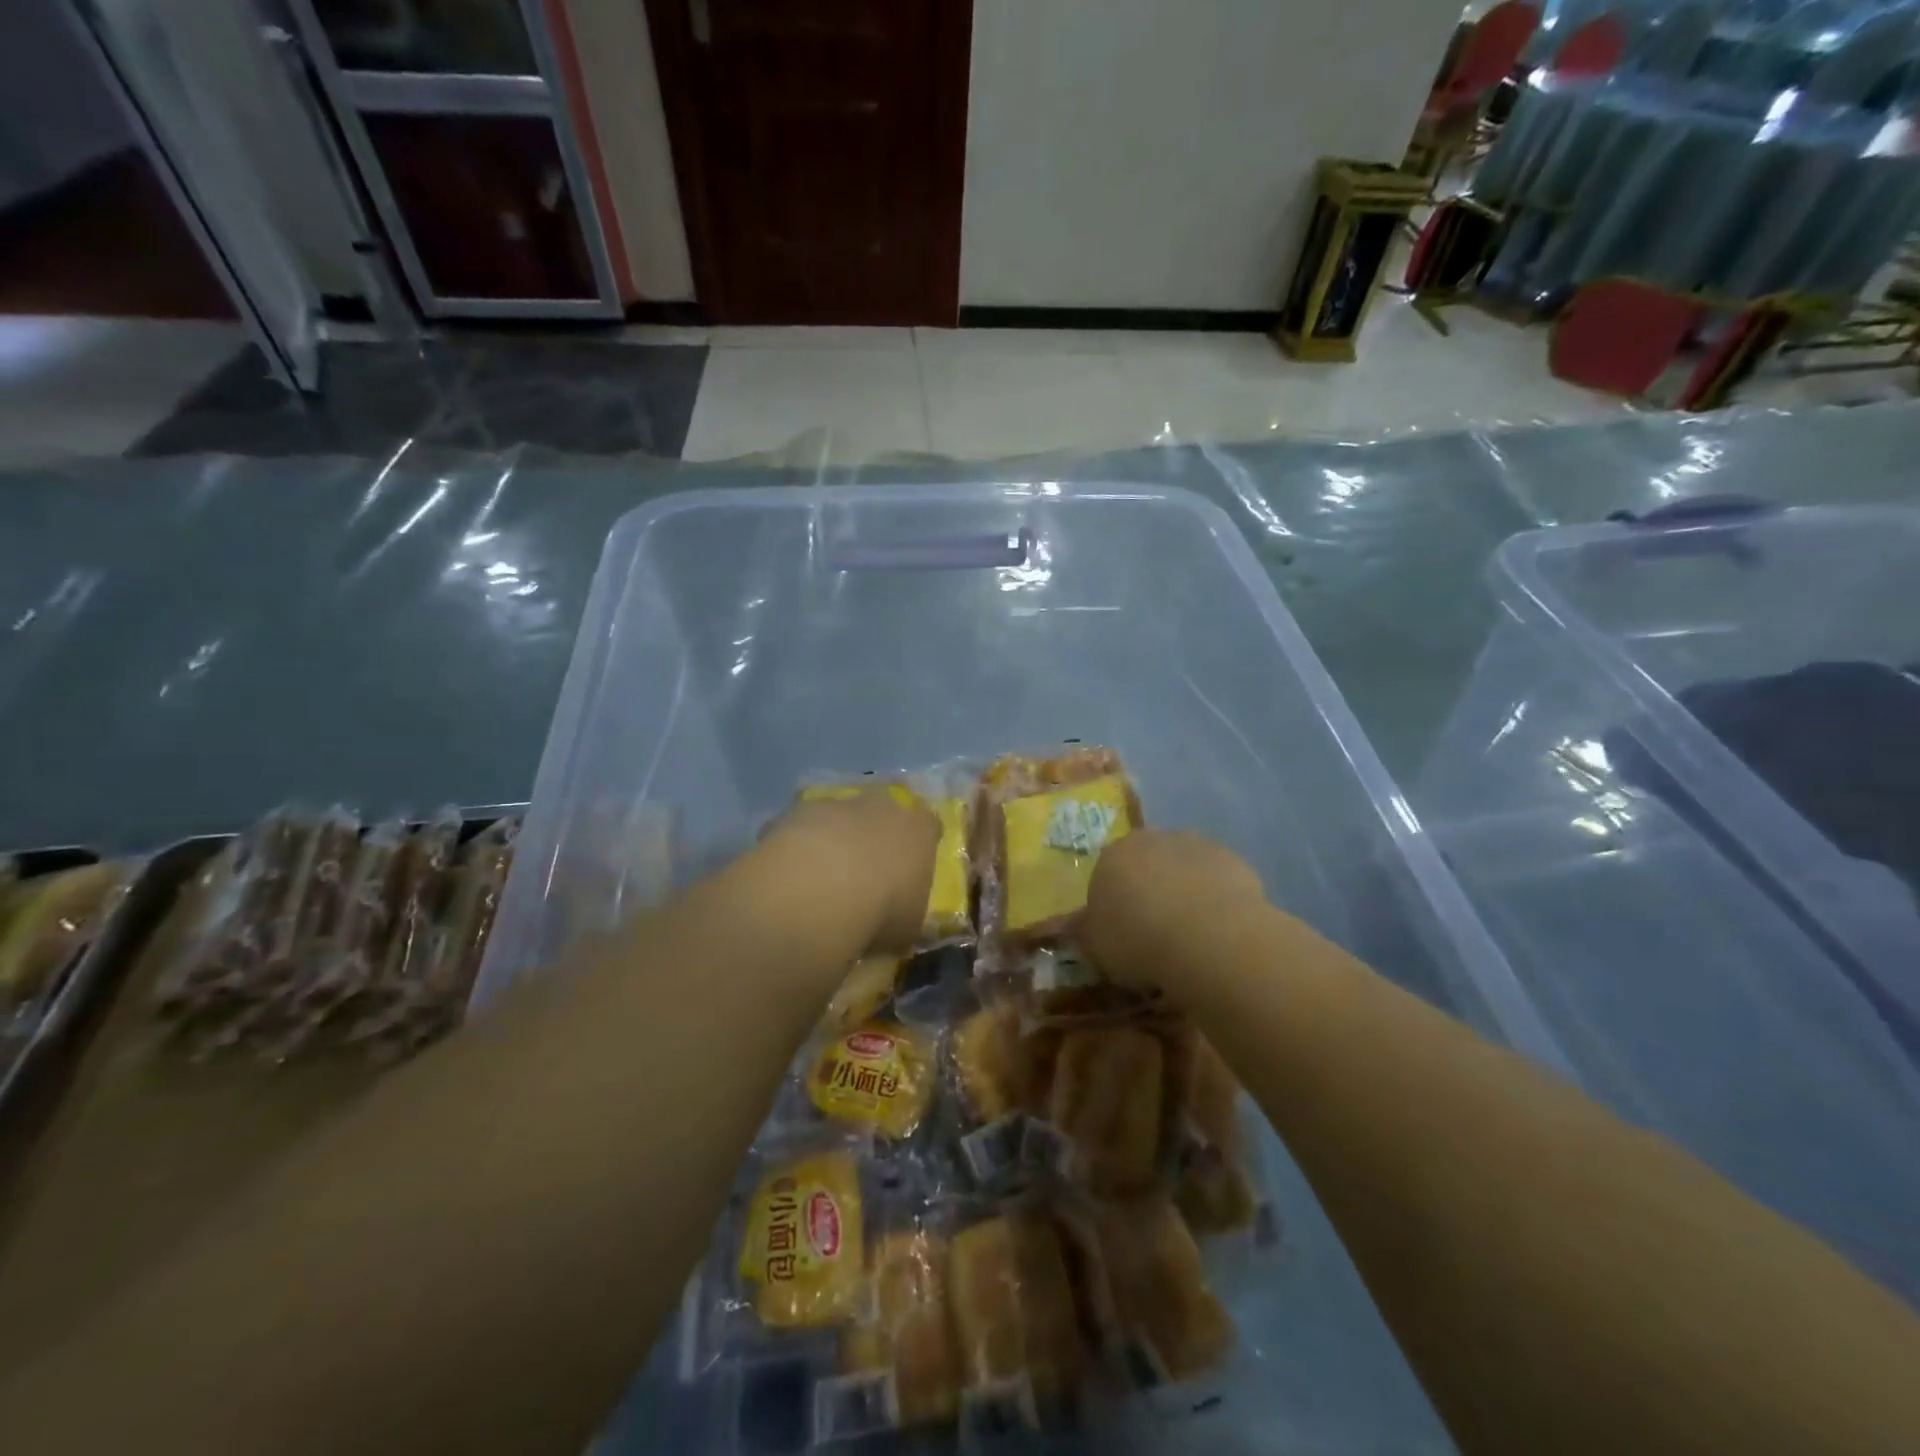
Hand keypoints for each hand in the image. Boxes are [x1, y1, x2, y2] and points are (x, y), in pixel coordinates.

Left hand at [762, 790, 941, 954]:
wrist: (821, 890)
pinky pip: (803, 827)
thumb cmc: (882, 909)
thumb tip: (899, 922)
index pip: (929, 826)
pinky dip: (800, 846)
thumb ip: (907, 914)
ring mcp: (838, 804)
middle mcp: (882, 805)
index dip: (919, 845)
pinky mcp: (797, 811)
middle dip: (876, 834)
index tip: (910, 868)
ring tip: (822, 877)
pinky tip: (793, 875)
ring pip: (840, 816)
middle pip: (883, 812)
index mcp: (919, 828)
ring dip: (835, 839)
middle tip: (865, 869)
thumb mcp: (909, 926)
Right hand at [1082, 830, 1265, 989]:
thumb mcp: (1095, 947)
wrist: (1208, 937)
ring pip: (1183, 869)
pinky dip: (1215, 900)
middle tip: (1156, 932)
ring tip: (1191, 935)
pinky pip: (1217, 881)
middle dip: (1149, 890)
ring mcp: (1195, 845)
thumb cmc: (1139, 941)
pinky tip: (1218, 931)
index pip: (1106, 874)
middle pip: (1146, 864)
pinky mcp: (1233, 860)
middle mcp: (1151, 840)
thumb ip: (1085, 931)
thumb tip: (1076, 925)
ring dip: (1184, 891)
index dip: (1114, 904)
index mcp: (1112, 856)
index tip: (1122, 933)